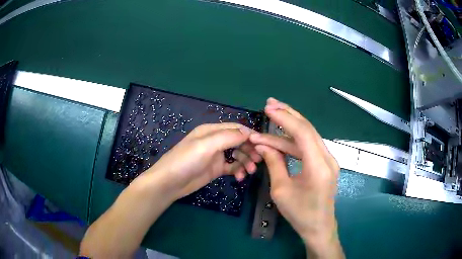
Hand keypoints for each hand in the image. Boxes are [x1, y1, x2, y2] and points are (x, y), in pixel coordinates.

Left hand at [143, 123, 260, 198]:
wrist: (170, 182)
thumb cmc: (186, 160)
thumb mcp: (207, 145)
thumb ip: (228, 137)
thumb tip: (248, 133)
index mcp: (212, 130)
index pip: (236, 128)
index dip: (250, 135)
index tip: (263, 144)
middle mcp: (215, 141)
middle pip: (239, 142)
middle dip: (250, 150)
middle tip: (258, 160)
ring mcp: (216, 156)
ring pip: (237, 155)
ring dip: (246, 161)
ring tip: (250, 171)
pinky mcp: (216, 169)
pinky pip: (232, 167)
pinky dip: (238, 170)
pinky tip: (240, 177)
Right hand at [249, 98, 343, 258]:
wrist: (319, 227)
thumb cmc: (299, 213)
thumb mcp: (281, 190)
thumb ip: (273, 163)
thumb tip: (261, 144)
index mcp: (318, 166)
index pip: (302, 133)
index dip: (284, 118)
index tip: (267, 109)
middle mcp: (328, 158)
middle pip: (308, 129)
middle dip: (288, 114)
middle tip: (270, 103)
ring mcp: (328, 160)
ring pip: (308, 136)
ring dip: (289, 128)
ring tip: (272, 116)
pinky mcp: (325, 163)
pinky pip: (309, 146)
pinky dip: (293, 141)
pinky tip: (280, 138)